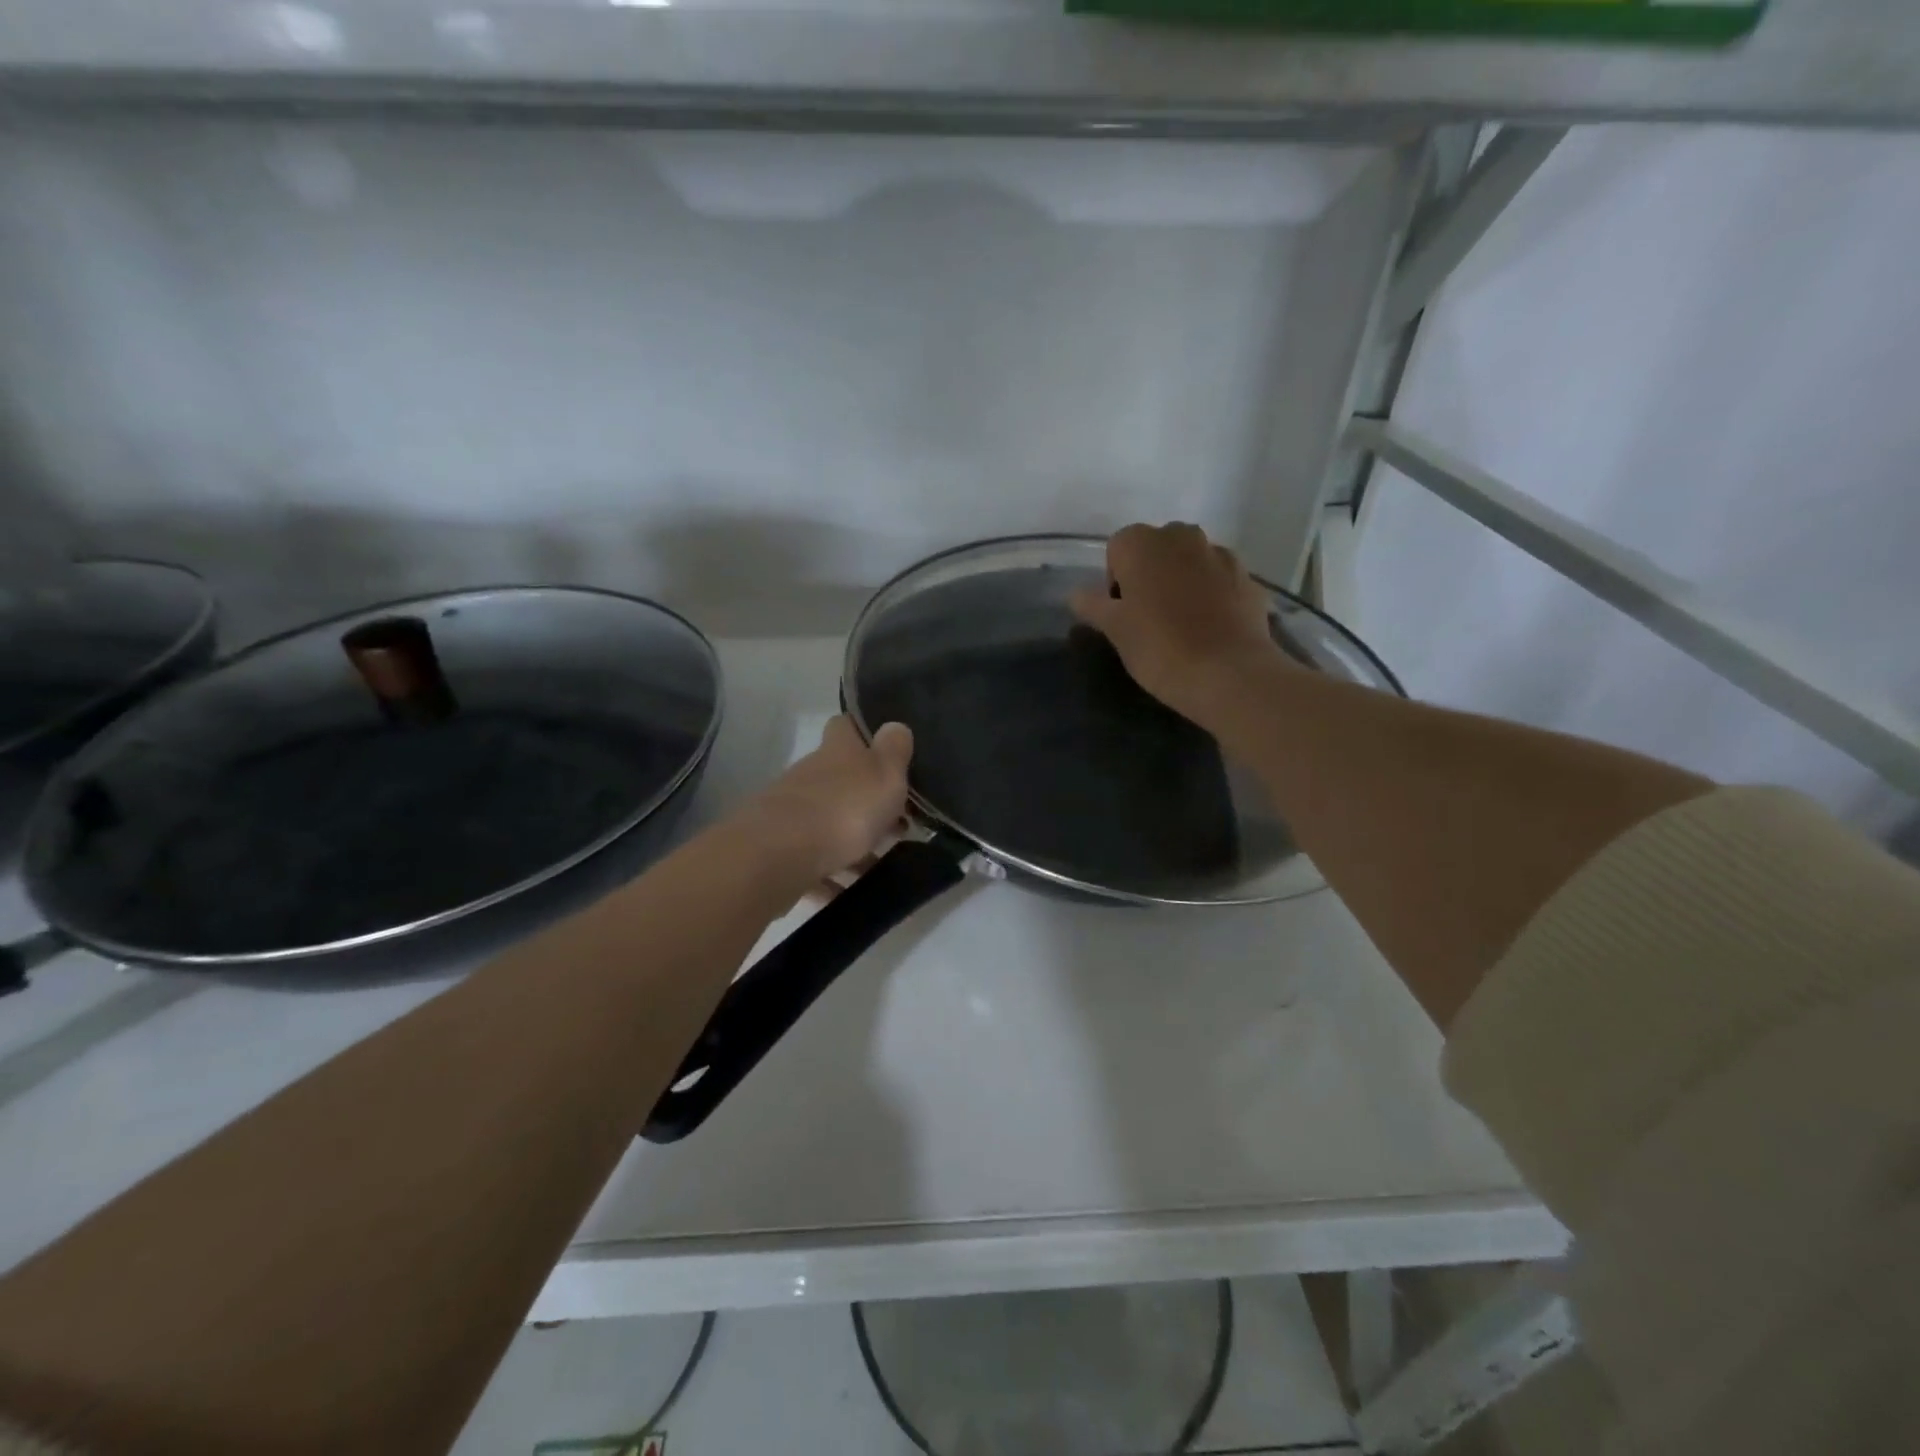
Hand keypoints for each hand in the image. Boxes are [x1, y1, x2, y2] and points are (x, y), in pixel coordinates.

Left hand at [738, 716, 913, 883]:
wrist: (777, 857)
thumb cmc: (843, 809)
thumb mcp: (884, 776)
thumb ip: (894, 751)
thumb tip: (896, 725)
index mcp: (836, 752)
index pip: (845, 727)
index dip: (863, 732)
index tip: (885, 750)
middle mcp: (810, 775)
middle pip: (839, 780)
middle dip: (864, 799)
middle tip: (898, 824)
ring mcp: (790, 813)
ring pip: (826, 822)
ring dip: (850, 842)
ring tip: (878, 867)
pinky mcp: (778, 850)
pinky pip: (811, 861)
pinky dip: (829, 875)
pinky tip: (846, 893)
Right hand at [1070, 522, 1287, 724]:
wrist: (1228, 673)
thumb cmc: (1159, 648)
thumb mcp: (1115, 631)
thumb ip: (1093, 606)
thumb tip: (1076, 595)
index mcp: (1142, 543)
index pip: (1117, 548)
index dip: (1114, 579)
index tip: (1120, 613)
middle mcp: (1182, 536)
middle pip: (1156, 548)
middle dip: (1149, 573)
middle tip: (1147, 616)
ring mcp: (1219, 554)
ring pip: (1189, 560)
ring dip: (1181, 580)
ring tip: (1181, 623)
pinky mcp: (1247, 577)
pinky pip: (1218, 578)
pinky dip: (1211, 593)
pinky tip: (1209, 627)